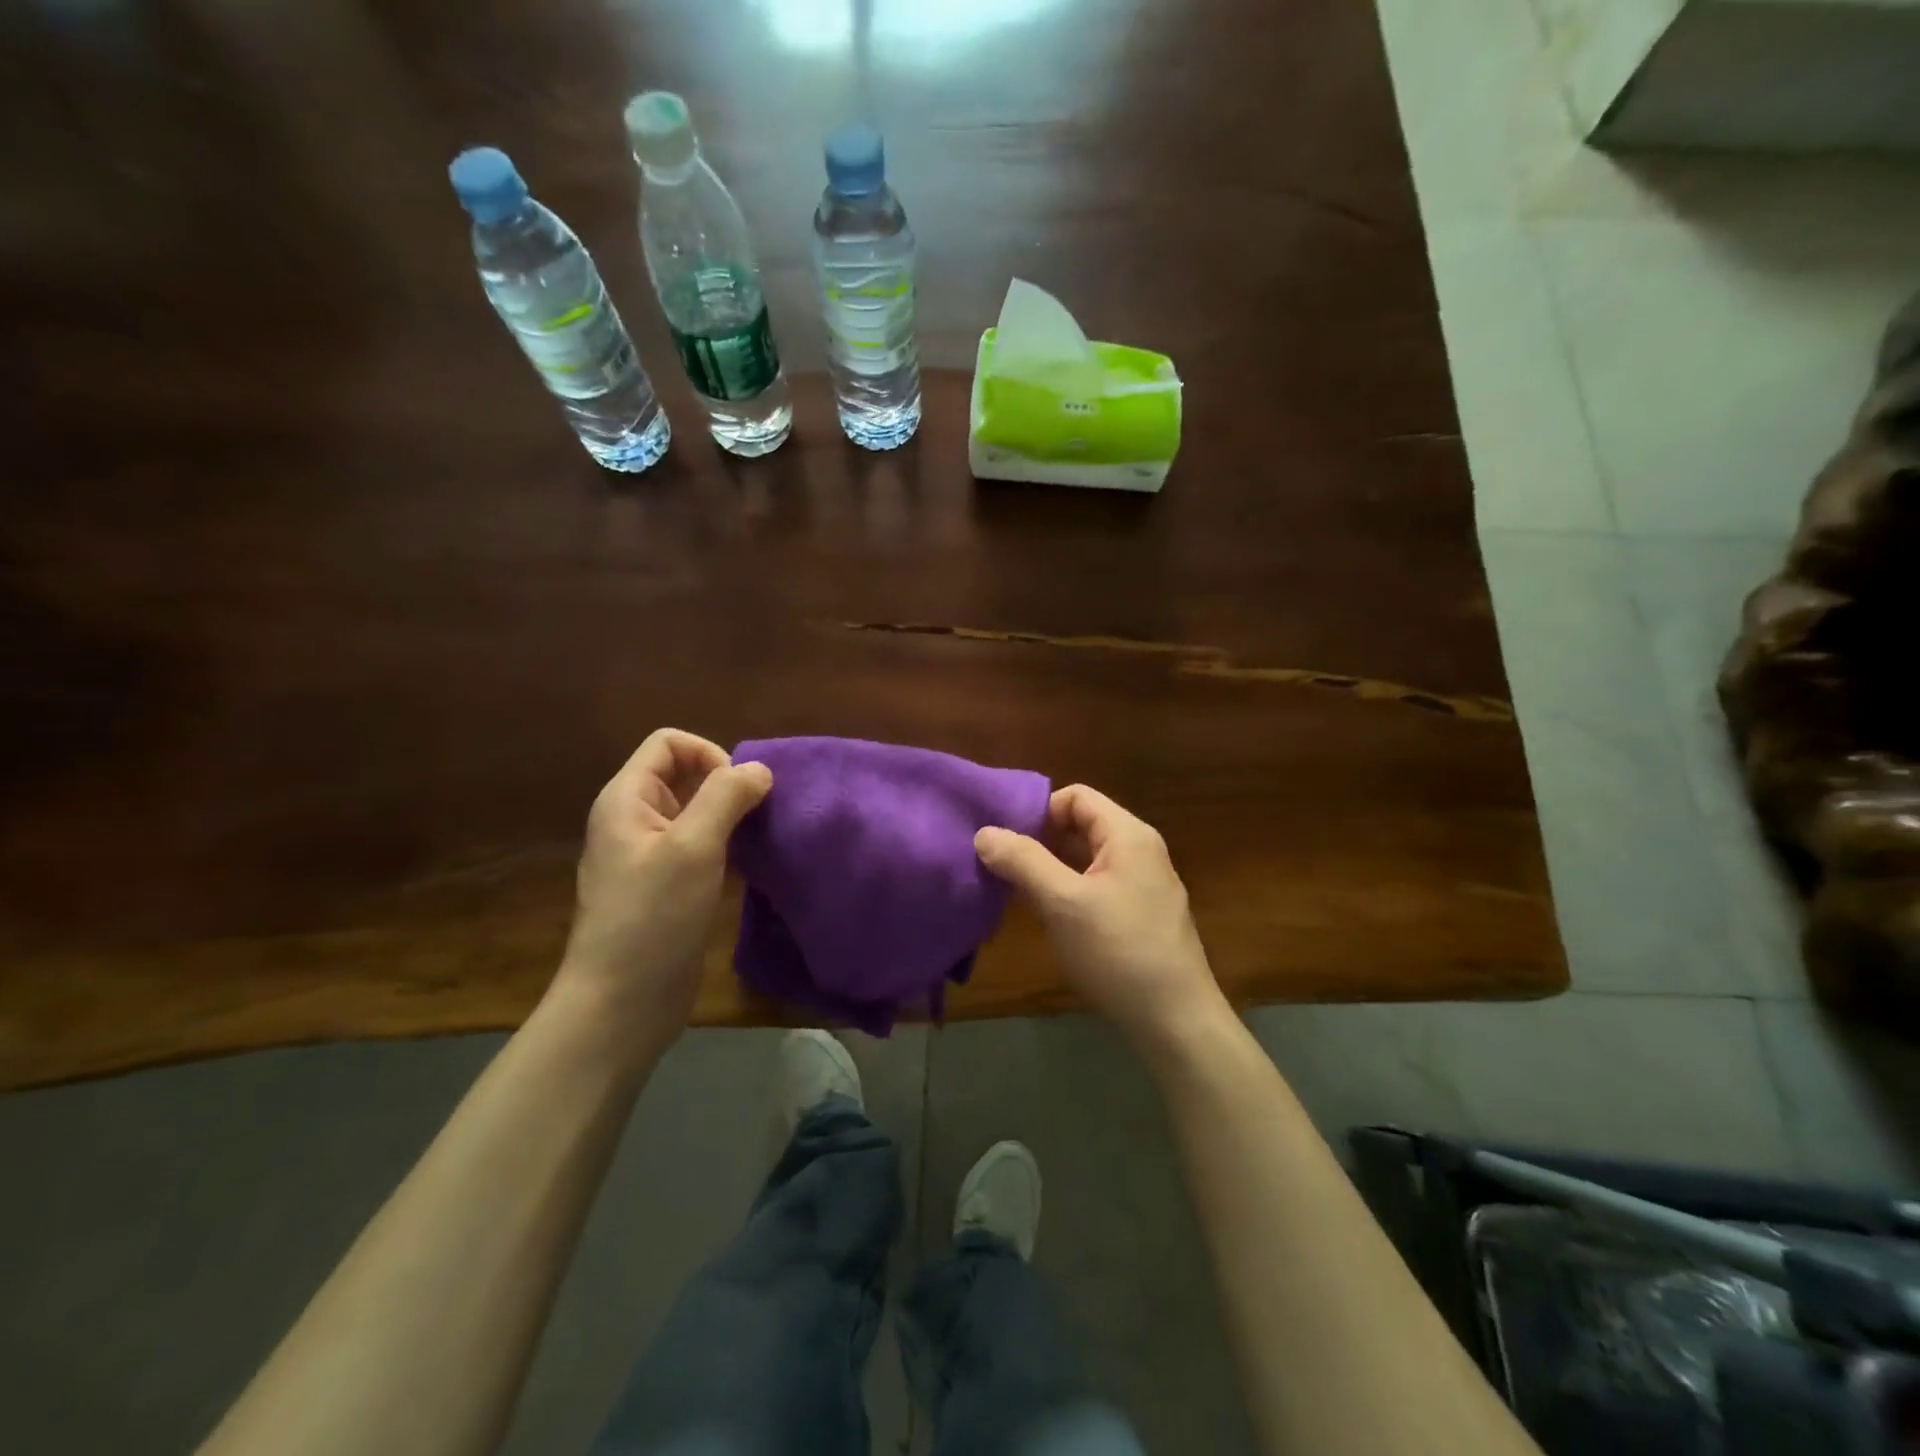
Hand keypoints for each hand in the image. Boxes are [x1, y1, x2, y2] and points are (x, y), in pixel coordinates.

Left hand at [555, 729, 771, 1038]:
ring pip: (696, 814)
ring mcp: (649, 857)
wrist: (620, 1005)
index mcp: (627, 799)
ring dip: (730, 819)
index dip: (709, 754)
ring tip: (758, 841)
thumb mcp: (693, 847)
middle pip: (684, 775)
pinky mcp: (666, 888)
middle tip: (756, 817)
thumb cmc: (652, 917)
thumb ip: (726, 797)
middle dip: (725, 786)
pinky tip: (747, 869)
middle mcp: (634, 820)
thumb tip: (759, 768)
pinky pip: (699, 848)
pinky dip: (726, 848)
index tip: (738, 792)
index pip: (669, 743)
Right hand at [975, 785, 1227, 1058]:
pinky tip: (1047, 917)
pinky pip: (1097, 887)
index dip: (1039, 810)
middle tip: (1001, 864)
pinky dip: (1069, 892)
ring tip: (1014, 889)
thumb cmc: (1118, 951)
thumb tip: (984, 832)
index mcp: (1128, 835)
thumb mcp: (1062, 902)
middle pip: (1082, 826)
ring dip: (1051, 869)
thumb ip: (1023, 861)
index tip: (1005, 839)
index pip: (1076, 796)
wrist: (1175, 1022)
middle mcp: (1140, 852)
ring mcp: (1144, 886)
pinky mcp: (1141, 917)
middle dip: (1040, 840)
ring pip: (1087, 860)